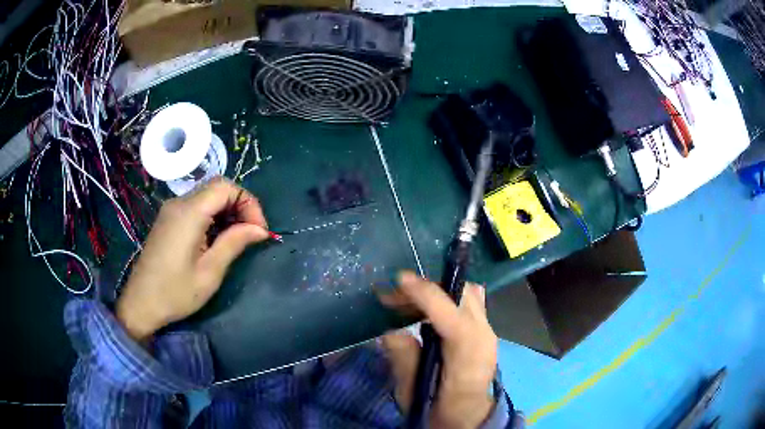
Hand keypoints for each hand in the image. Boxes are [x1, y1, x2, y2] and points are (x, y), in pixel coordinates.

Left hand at [116, 178, 269, 342]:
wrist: (141, 303)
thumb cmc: (176, 292)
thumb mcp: (210, 272)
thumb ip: (234, 243)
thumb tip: (260, 229)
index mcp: (189, 213)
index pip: (225, 187)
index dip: (248, 202)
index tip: (258, 230)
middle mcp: (179, 203)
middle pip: (217, 187)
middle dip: (240, 205)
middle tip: (251, 233)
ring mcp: (171, 210)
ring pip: (207, 195)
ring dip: (227, 210)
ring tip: (237, 237)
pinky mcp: (168, 219)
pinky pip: (196, 206)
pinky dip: (213, 215)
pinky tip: (216, 238)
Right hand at [379, 272, 497, 428]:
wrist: (467, 417)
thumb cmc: (440, 410)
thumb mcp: (414, 393)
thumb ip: (405, 361)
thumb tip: (391, 331)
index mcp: (469, 359)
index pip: (453, 318)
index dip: (427, 295)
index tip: (400, 280)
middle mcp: (484, 338)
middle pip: (462, 296)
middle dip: (427, 288)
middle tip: (395, 295)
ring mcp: (487, 331)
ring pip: (466, 293)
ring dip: (435, 290)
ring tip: (405, 300)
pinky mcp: (484, 330)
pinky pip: (469, 301)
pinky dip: (446, 296)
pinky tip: (426, 307)